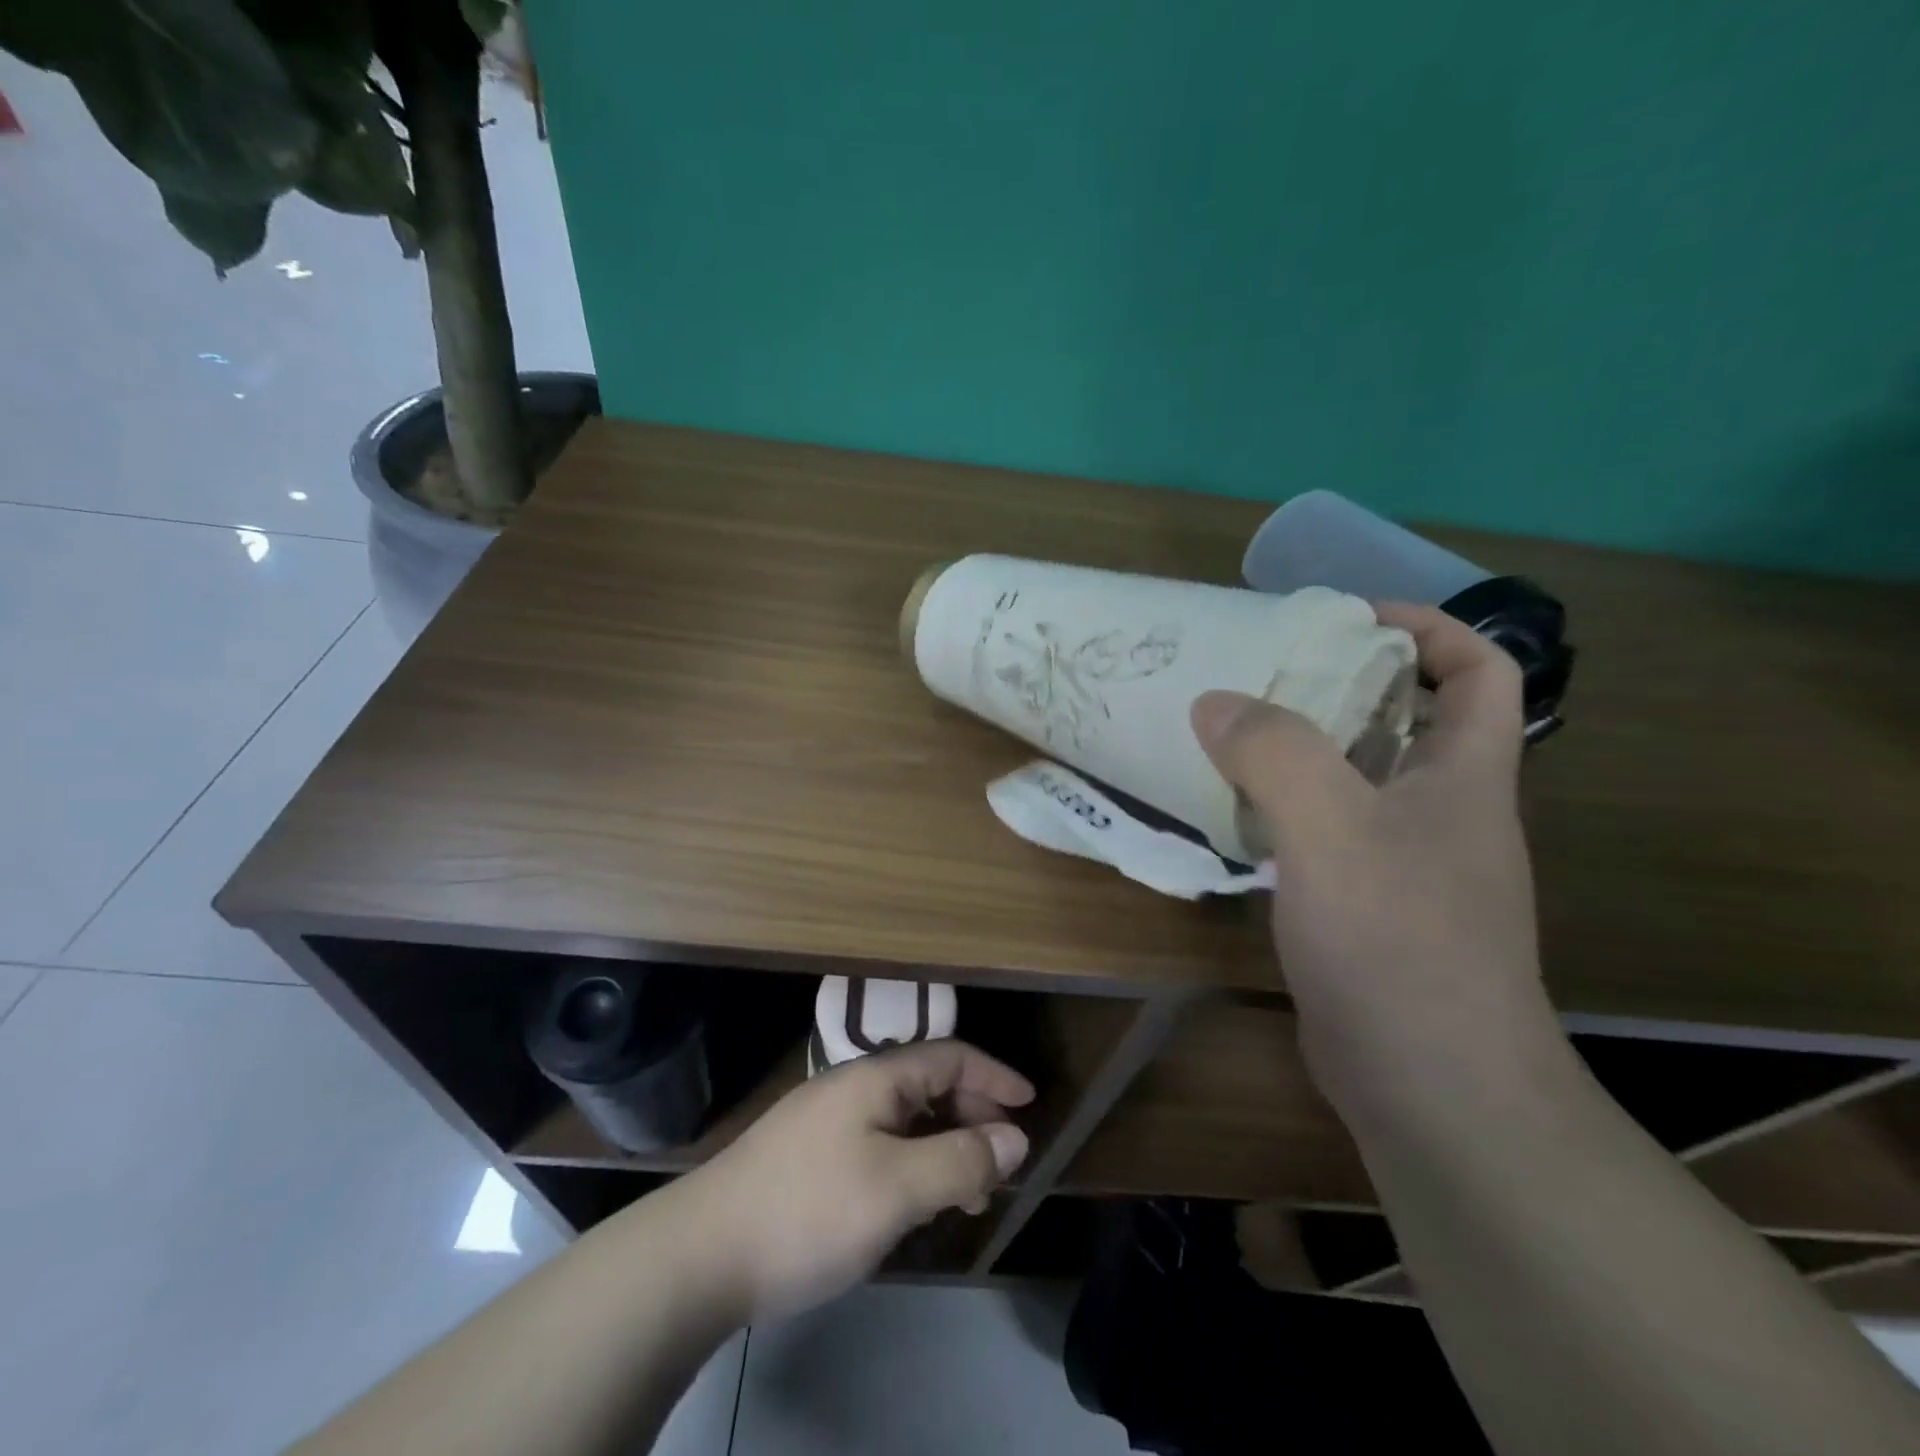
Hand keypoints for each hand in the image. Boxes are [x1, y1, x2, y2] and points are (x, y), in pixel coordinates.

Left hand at [666, 1040, 1032, 1322]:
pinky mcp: (808, 1157)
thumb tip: (1014, 1138)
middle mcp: (852, 1087)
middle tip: (1002, 1162)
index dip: (994, 1075)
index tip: (1029, 1104)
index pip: (949, 1056)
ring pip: (903, 1120)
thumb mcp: (896, 1188)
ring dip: (943, 1146)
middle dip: (972, 1116)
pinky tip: (912, 1203)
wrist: (701, 1254)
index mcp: (875, 1078)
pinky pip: (879, 1144)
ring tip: (967, 1195)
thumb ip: (960, 1159)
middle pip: (928, 1085)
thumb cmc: (810, 1210)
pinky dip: (911, 1164)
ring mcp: (826, 1121)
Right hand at [1190, 603, 1557, 1113]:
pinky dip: (1288, 810)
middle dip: (1343, 684)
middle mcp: (1445, 812)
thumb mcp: (1333, 828)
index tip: (1345, 619)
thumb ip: (1274, 753)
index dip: (1425, 627)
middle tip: (1264, 672)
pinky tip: (1236, 813)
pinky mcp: (1369, 908)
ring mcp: (1408, 865)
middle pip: (1407, 720)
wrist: (1431, 1088)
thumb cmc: (1399, 941)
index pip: (1479, 670)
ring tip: (1234, 733)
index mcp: (1465, 776)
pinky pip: (1329, 833)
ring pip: (1359, 780)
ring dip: (1305, 750)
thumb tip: (1214, 701)